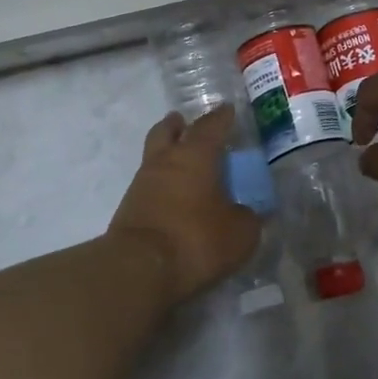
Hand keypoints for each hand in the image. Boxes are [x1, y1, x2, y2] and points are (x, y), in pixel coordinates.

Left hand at [108, 106, 263, 298]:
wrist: (139, 268)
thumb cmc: (195, 239)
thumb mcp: (239, 234)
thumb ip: (248, 218)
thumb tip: (249, 213)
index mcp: (195, 155)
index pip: (211, 126)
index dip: (221, 117)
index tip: (228, 109)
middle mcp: (165, 161)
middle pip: (167, 131)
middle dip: (178, 125)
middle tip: (186, 123)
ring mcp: (142, 184)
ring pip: (154, 157)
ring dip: (167, 154)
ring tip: (183, 164)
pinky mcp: (129, 209)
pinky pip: (148, 185)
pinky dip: (161, 184)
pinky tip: (172, 197)